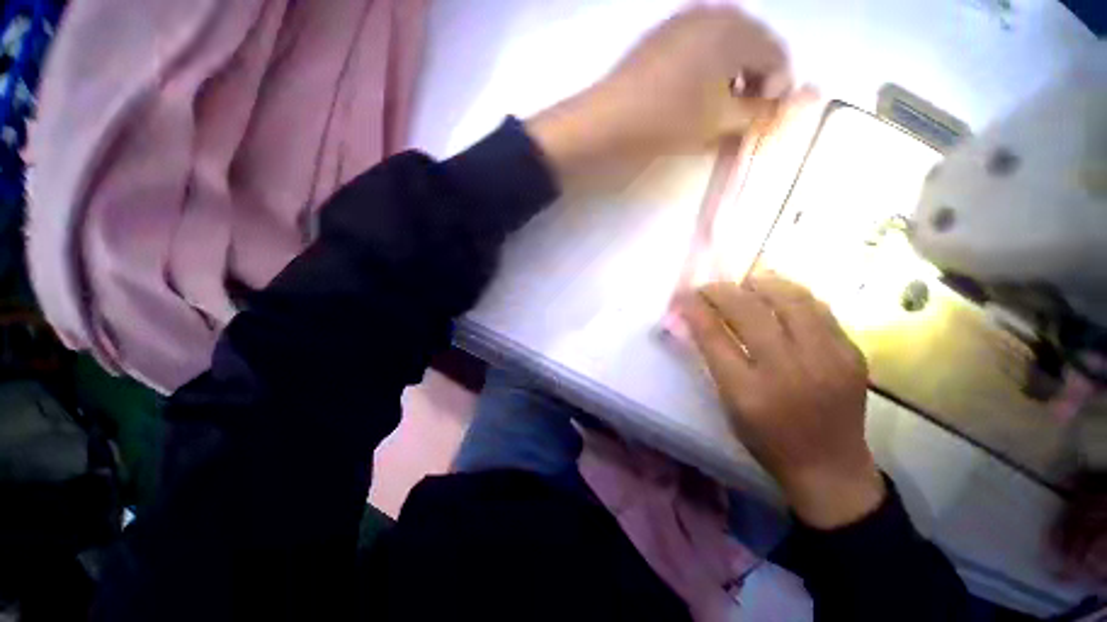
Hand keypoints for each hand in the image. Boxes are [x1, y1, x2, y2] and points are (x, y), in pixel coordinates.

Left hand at [527, 6, 790, 180]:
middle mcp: (713, 13)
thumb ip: (757, 112)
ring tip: (717, 107)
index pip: (776, 53)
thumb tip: (778, 105)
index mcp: (735, 29)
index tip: (765, 116)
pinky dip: (706, 70)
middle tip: (743, 113)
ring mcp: (683, 21)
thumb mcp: (718, 121)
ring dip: (730, 75)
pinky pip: (697, 47)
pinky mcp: (661, 36)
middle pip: (751, 45)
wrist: (608, 120)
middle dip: (755, 80)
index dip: (778, 87)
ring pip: (723, 46)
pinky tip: (693, 94)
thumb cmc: (668, 120)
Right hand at [681, 275, 884, 528]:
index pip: (714, 336)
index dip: (695, 309)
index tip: (684, 295)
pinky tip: (778, 295)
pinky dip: (792, 295)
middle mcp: (788, 371)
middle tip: (709, 287)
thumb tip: (698, 319)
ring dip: (760, 284)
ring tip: (745, 283)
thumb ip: (713, 359)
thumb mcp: (729, 404)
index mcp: (748, 392)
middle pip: (749, 312)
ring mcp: (827, 360)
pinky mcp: (852, 354)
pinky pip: (819, 310)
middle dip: (721, 291)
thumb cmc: (767, 439)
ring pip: (790, 300)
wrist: (830, 466)